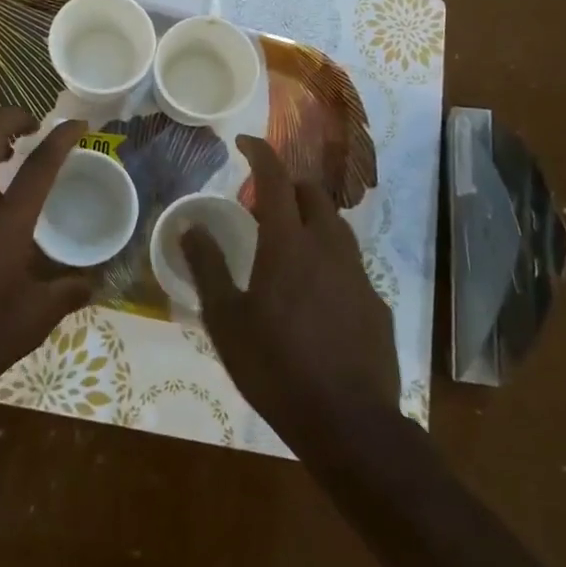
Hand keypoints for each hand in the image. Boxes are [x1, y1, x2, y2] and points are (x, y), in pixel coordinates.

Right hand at [182, 136, 399, 454]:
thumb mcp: (226, 319)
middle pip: (313, 195)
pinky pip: (350, 264)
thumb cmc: (276, 367)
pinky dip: (328, 258)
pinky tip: (315, 291)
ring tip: (288, 241)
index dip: (261, 153)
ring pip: (336, 227)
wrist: (350, 424)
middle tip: (261, 203)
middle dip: (288, 186)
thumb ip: (207, 267)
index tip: (244, 142)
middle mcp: (328, 248)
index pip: (276, 179)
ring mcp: (358, 275)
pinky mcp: (376, 304)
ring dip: (311, 218)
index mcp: (288, 244)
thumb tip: (189, 226)